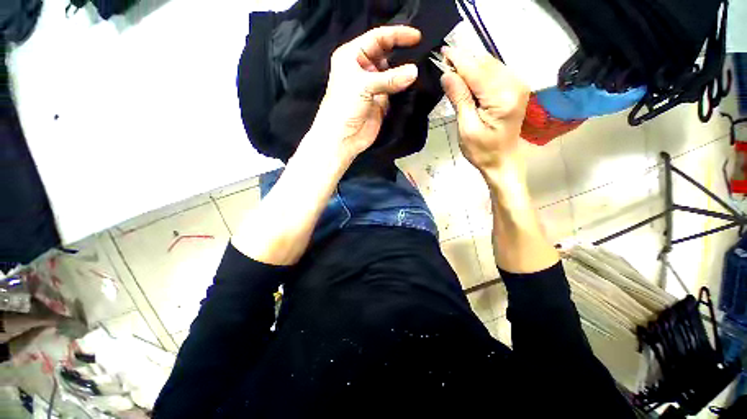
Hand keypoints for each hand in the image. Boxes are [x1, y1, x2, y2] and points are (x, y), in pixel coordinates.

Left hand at [310, 26, 421, 164]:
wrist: (342, 138)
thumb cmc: (344, 107)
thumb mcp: (364, 86)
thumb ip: (390, 78)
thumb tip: (414, 71)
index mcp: (352, 56)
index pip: (377, 38)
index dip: (397, 35)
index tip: (417, 36)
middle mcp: (362, 68)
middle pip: (385, 54)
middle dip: (401, 52)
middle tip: (422, 51)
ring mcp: (372, 86)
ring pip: (392, 73)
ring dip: (403, 72)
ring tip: (421, 67)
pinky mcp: (380, 101)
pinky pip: (394, 90)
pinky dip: (403, 87)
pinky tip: (414, 84)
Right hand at [440, 47, 529, 177]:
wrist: (502, 161)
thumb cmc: (482, 150)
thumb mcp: (466, 128)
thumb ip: (459, 99)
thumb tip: (446, 75)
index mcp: (502, 98)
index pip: (476, 71)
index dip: (458, 60)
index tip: (442, 53)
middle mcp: (514, 85)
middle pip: (485, 63)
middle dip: (464, 60)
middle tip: (444, 61)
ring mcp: (517, 85)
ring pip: (490, 64)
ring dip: (471, 64)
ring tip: (453, 68)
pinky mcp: (515, 88)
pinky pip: (495, 71)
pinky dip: (480, 71)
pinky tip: (468, 76)